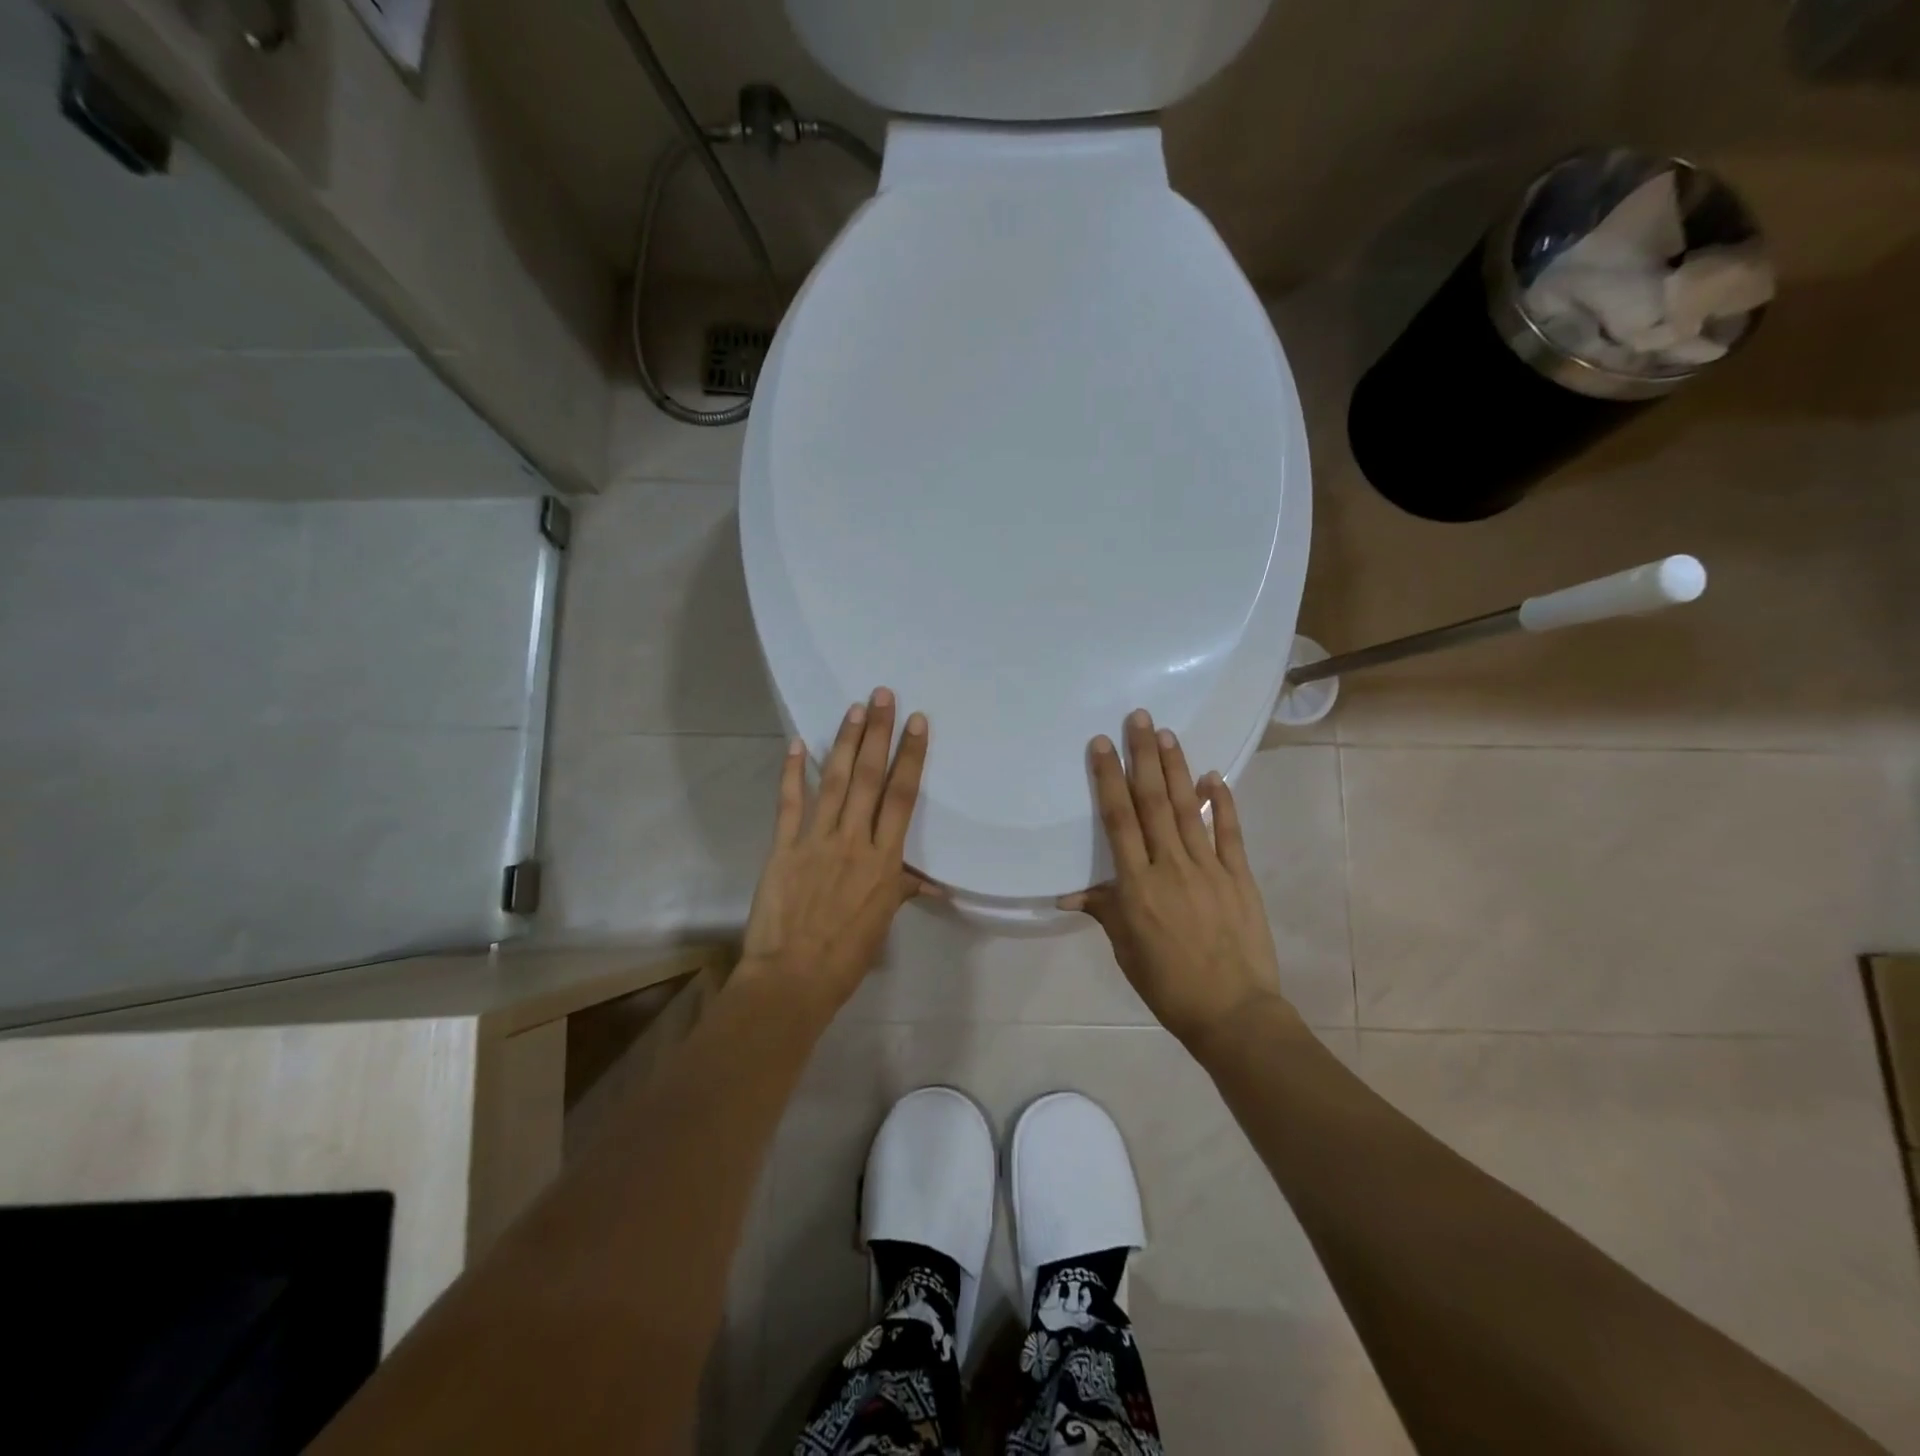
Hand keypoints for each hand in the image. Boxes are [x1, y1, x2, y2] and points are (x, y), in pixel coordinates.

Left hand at [741, 688, 932, 1010]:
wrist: (793, 978)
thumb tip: (934, 883)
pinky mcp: (783, 848)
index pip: (901, 797)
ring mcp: (815, 841)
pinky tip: (795, 744)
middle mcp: (853, 841)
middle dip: (878, 733)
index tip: (916, 722)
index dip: (910, 756)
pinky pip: (789, 803)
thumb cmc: (846, 955)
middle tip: (882, 695)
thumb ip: (902, 890)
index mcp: (884, 860)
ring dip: (844, 742)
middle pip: (869, 777)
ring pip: (834, 781)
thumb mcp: (882, 923)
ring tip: (854, 709)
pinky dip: (791, 772)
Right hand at [1061, 710, 1298, 1048]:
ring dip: (1175, 769)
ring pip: (1186, 809)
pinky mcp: (1239, 877)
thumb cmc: (1168, 984)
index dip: (1108, 779)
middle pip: (1152, 803)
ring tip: (1166, 733)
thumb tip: (1069, 893)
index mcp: (1137, 886)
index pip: (1119, 821)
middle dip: (1143, 757)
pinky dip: (1221, 803)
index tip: (1102, 745)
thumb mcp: (1126, 949)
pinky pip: (1229, 833)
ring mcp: (1209, 869)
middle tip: (1138, 718)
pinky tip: (1213, 776)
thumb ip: (1104, 910)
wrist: (1232, 1012)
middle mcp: (1171, 867)